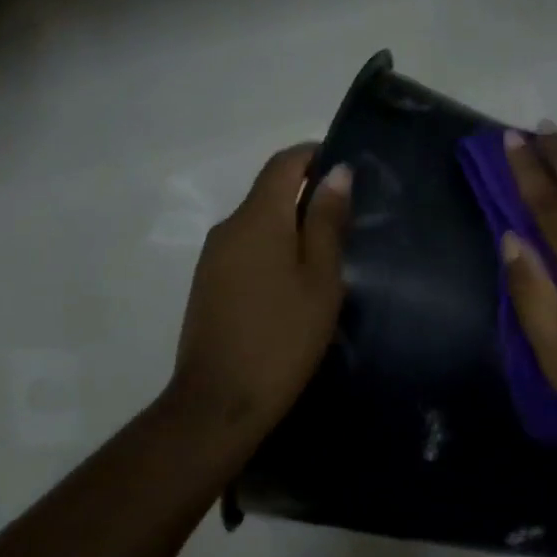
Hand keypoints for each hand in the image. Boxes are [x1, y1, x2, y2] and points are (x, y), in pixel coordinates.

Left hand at [167, 144, 350, 447]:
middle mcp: (229, 226)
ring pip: (258, 222)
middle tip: (348, 222)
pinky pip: (246, 248)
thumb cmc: (282, 337)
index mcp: (257, 217)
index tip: (347, 170)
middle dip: (307, 195)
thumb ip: (326, 222)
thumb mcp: (320, 279)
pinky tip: (294, 283)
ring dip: (291, 226)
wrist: (219, 402)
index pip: (284, 163)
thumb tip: (336, 172)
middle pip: (269, 191)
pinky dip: (273, 250)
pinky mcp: (208, 283)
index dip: (314, 155)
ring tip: (328, 256)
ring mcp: (213, 257)